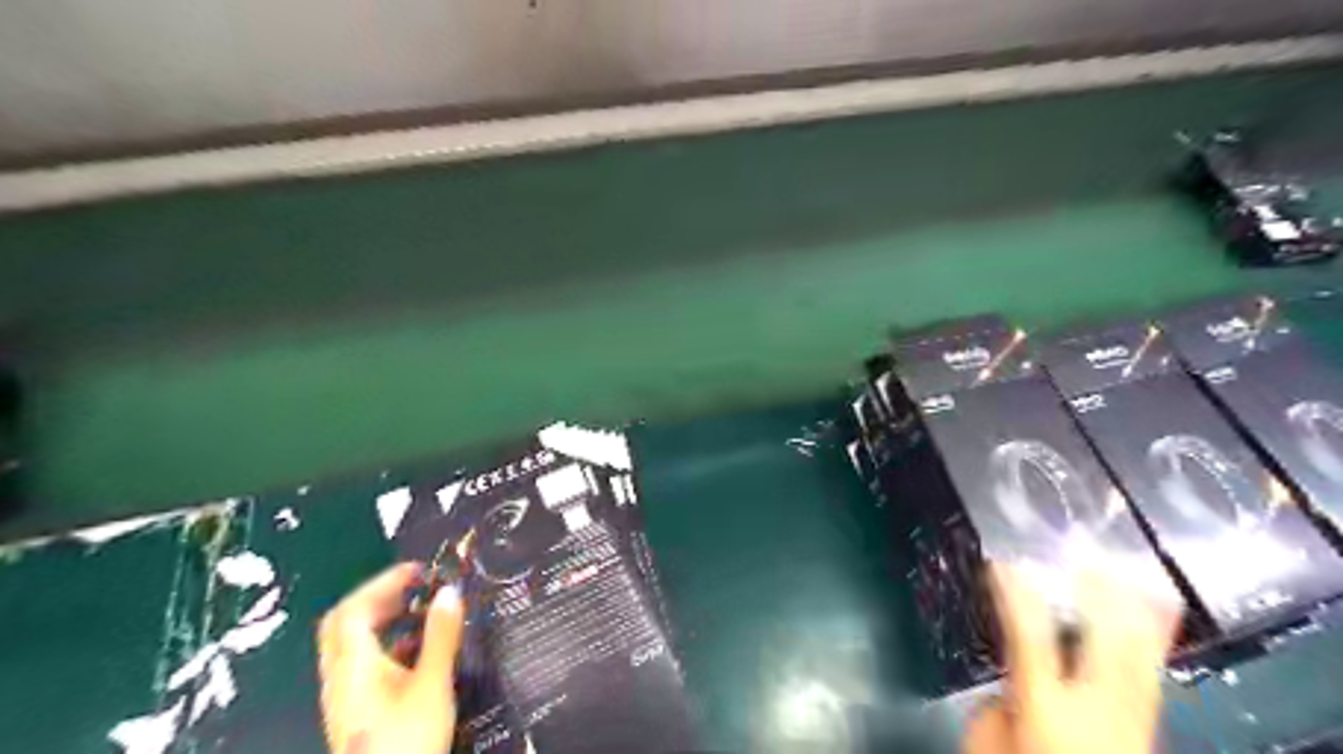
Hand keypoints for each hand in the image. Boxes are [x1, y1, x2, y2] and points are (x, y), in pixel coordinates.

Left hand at [317, 562, 463, 753]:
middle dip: (378, 598)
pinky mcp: (354, 713)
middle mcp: (340, 678)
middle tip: (414, 588)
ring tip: (420, 614)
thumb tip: (449, 591)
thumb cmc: (407, 739)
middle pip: (344, 625)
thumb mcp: (432, 684)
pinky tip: (416, 653)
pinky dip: (385, 646)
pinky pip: (361, 665)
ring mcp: (343, 698)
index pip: (354, 609)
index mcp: (353, 666)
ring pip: (351, 646)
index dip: (384, 583)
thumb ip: (440, 635)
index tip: (418, 570)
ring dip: (382, 622)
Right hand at [965, 565, 1176, 753]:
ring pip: (1138, 658)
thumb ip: (996, 708)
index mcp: (1046, 710)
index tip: (1002, 562)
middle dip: (1098, 597)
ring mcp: (1129, 722)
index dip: (1014, 595)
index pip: (1028, 639)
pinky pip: (1151, 675)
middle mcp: (1095, 710)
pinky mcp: (1146, 731)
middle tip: (1087, 556)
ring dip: (1135, 612)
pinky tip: (1157, 617)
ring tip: (1132, 572)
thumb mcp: (985, 747)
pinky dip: (1153, 639)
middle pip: (1103, 644)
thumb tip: (1009, 681)